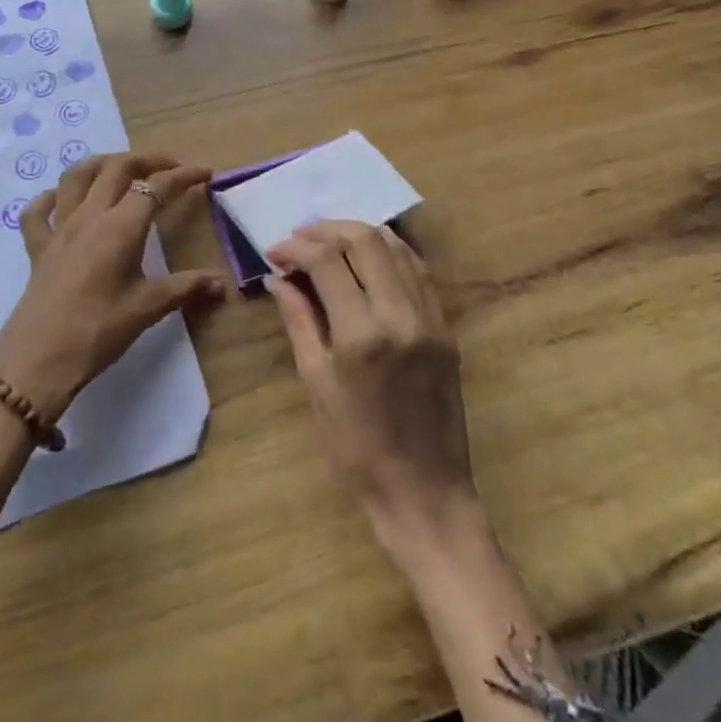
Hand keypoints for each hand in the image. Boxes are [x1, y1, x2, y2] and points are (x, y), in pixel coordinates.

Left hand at [0, 153, 224, 421]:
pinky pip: (38, 212)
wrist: (38, 361)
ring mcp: (59, 229)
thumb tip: (222, 284)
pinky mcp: (37, 248)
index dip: (183, 176)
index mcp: (120, 227)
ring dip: (101, 164)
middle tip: (170, 167)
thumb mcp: (148, 308)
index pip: (156, 186)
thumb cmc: (98, 331)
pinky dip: (52, 198)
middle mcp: (89, 216)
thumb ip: (186, 288)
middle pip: (117, 168)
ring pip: (76, 176)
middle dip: (146, 160)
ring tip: (121, 169)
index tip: (205, 173)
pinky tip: (62, 201)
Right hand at [268, 221, 478, 556]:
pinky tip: (367, 256)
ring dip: (357, 233)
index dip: (297, 247)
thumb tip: (280, 278)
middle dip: (326, 230)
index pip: (328, 261)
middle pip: (364, 241)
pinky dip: (389, 251)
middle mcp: (401, 315)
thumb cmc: (356, 448)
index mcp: (362, 334)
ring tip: (327, 240)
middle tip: (298, 238)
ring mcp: (430, 317)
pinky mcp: (446, 325)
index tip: (275, 251)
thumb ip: (299, 321)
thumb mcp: (316, 384)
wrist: (425, 491)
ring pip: (395, 247)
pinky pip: (418, 269)